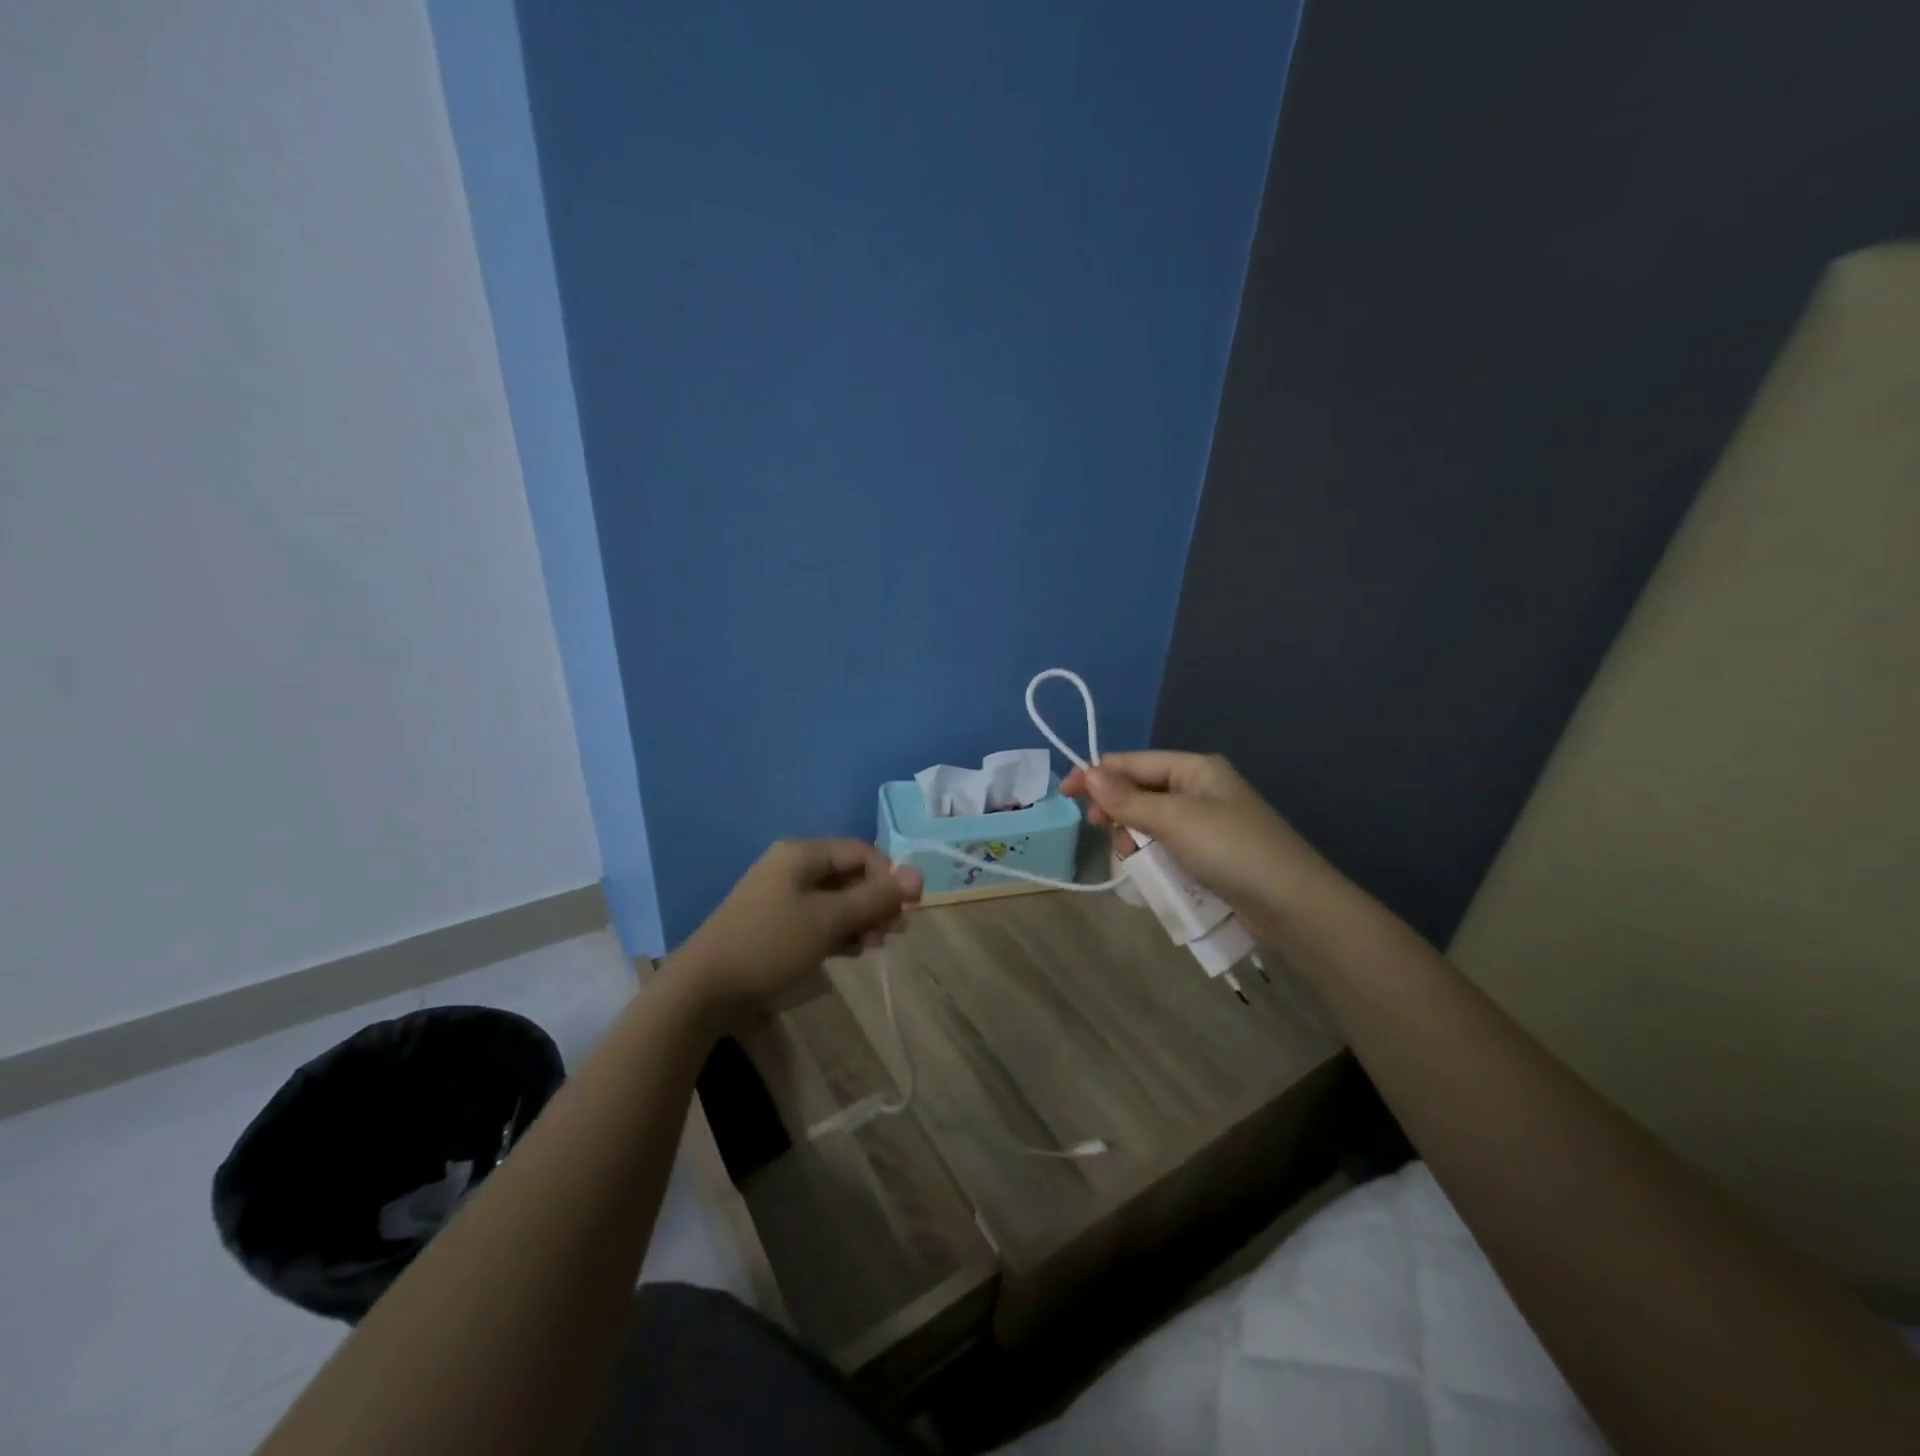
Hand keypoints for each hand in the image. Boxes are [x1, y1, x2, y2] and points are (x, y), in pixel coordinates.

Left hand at [674, 840, 922, 1027]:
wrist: (705, 988)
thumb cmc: (771, 944)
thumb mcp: (830, 920)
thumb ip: (875, 898)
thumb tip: (919, 874)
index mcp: (802, 854)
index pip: (861, 852)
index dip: (889, 877)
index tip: (909, 909)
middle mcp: (793, 867)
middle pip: (849, 875)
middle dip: (876, 901)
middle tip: (896, 933)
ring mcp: (782, 896)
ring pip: (836, 900)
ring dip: (861, 919)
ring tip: (876, 946)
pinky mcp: (776, 924)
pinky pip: (818, 918)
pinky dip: (838, 931)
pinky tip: (852, 952)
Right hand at [1061, 752, 1329, 938]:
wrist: (1293, 905)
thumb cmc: (1231, 850)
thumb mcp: (1174, 820)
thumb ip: (1128, 799)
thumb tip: (1087, 773)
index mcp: (1194, 768)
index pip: (1132, 762)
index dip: (1096, 775)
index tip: (1064, 794)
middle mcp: (1200, 788)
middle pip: (1140, 790)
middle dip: (1117, 809)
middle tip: (1102, 831)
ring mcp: (1207, 822)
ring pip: (1151, 821)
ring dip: (1135, 836)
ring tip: (1133, 857)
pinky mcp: (1211, 853)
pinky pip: (1168, 845)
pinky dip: (1154, 855)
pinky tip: (1151, 870)